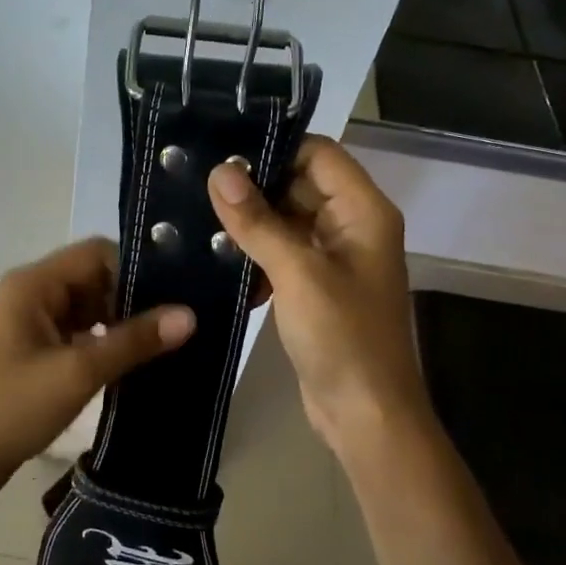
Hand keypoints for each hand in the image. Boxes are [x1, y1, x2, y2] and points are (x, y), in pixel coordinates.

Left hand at [0, 238, 194, 493]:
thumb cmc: (11, 408)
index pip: (97, 254)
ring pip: (90, 306)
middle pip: (95, 278)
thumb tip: (190, 315)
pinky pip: (80, 331)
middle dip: (133, 299)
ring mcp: (32, 321)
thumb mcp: (78, 372)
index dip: (136, 271)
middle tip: (176, 324)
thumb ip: (134, 341)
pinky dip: (105, 342)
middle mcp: (32, 292)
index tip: (175, 297)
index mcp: (34, 283)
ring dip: (121, 322)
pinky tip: (134, 362)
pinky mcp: (35, 348)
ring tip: (164, 343)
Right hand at [208, 136, 430, 457]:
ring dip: (252, 224)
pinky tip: (223, 265)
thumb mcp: (298, 273)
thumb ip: (258, 220)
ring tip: (201, 222)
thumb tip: (221, 171)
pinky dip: (257, 255)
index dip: (275, 149)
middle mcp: (353, 226)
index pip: (319, 154)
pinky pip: (284, 253)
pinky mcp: (317, 287)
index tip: (223, 156)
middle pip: (301, 185)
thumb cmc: (342, 337)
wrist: (365, 415)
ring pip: (288, 220)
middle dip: (255, 188)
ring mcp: (335, 258)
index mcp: (363, 212)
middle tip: (200, 188)